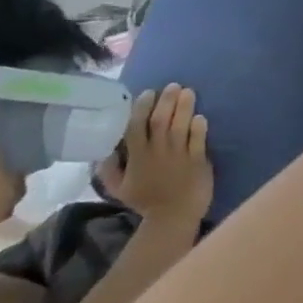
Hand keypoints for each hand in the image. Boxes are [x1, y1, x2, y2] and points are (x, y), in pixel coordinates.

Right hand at [101, 83, 213, 228]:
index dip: (141, 109)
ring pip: (180, 127)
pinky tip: (200, 116)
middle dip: (166, 101)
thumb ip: (109, 169)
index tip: (148, 93)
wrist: (172, 216)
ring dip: (184, 108)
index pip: (135, 128)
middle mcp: (158, 152)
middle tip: (173, 85)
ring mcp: (179, 155)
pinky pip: (198, 140)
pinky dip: (199, 128)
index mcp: (137, 157)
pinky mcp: (198, 160)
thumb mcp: (119, 188)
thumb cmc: (146, 201)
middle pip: (161, 121)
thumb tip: (102, 151)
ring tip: (188, 91)